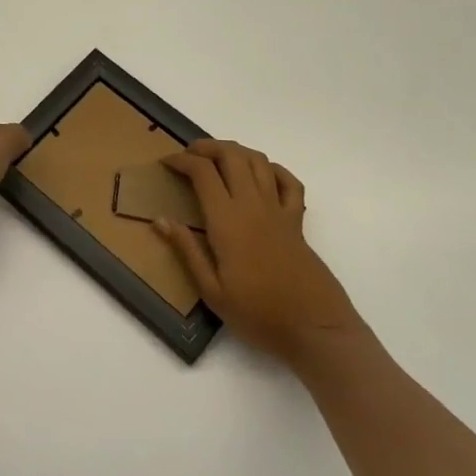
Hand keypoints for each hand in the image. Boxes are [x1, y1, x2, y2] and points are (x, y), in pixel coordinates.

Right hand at [154, 139, 367, 363]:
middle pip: (231, 155)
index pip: (202, 172)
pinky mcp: (298, 222)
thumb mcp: (212, 291)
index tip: (166, 163)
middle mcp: (253, 205)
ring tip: (218, 158)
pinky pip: (289, 182)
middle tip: (189, 155)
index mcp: (227, 220)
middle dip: (207, 147)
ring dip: (235, 151)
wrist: (315, 329)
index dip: (181, 160)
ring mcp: (278, 210)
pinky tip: (260, 175)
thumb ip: (187, 250)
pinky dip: (273, 169)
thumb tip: (160, 220)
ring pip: (258, 161)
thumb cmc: (258, 314)